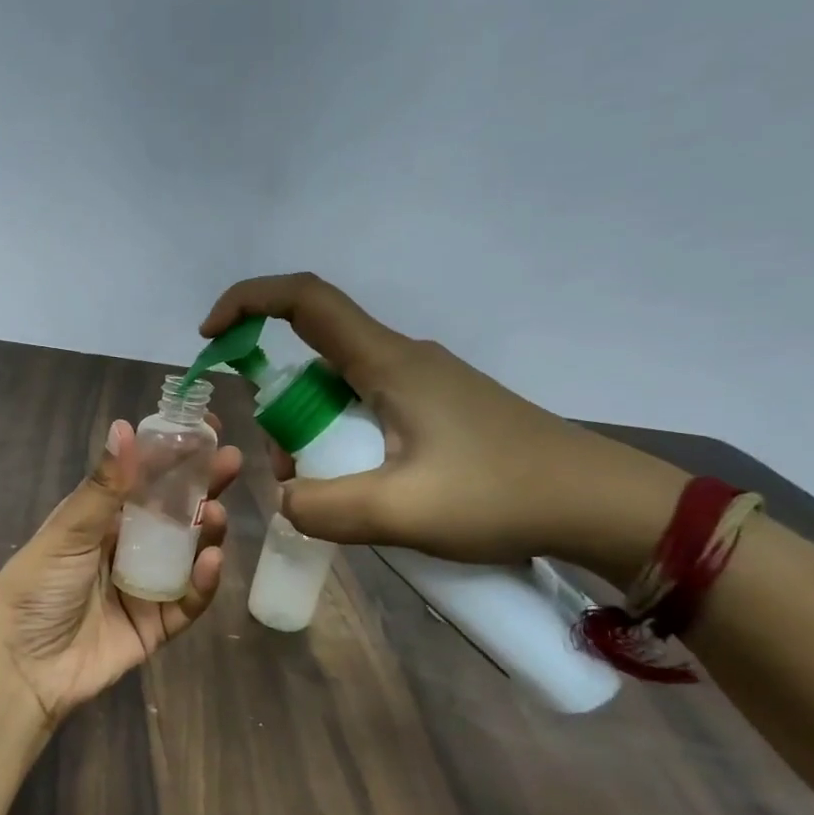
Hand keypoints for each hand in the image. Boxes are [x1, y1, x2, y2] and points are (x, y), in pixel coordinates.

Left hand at [0, 417, 242, 725]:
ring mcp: (142, 587)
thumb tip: (125, 426)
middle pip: (171, 513)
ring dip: (204, 532)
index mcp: (97, 520)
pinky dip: (201, 582)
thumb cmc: (37, 588)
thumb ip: (103, 486)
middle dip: (200, 488)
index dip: (172, 455)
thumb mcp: (67, 532)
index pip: (142, 479)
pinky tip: (211, 561)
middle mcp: (123, 548)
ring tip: (216, 514)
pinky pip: (187, 601)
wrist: (22, 667)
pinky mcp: (155, 625)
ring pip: (185, 554)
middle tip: (229, 463)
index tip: (203, 429)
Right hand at [201, 273, 686, 576]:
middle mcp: (402, 360)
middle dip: (284, 416)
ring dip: (318, 441)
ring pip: (340, 396)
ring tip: (342, 502)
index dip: (248, 303)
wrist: (603, 507)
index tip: (210, 338)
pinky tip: (374, 496)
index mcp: (388, 363)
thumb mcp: (400, 512)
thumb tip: (286, 499)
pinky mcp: (439, 411)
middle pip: (314, 362)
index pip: (305, 301)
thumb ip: (323, 507)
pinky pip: (369, 416)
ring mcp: (424, 385)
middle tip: (295, 478)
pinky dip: (349, 449)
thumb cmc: (503, 496)